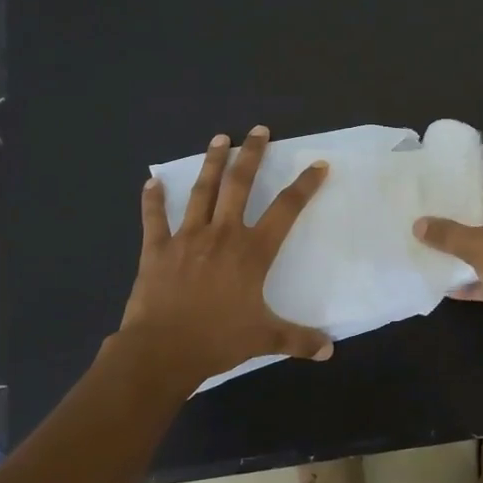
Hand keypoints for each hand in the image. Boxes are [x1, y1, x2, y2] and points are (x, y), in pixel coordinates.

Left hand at [115, 127, 332, 387]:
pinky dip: (153, 199)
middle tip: (259, 130)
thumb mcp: (264, 339)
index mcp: (252, 251)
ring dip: (211, 162)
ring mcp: (187, 237)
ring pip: (202, 191)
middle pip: (240, 184)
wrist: (162, 351)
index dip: (304, 185)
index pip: (286, 209)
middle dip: (252, 155)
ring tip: (219, 138)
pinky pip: (155, 218)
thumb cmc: (217, 341)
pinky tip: (152, 181)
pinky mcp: (157, 248)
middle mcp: (223, 234)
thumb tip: (329, 350)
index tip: (318, 165)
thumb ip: (298, 339)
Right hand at [412, 185, 482, 364]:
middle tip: (425, 219)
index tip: (434, 191)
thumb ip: (449, 235)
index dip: (464, 189)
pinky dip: (474, 281)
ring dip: (464, 253)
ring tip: (428, 249)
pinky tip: (446, 287)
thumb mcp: (482, 248)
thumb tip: (419, 223)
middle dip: (459, 222)